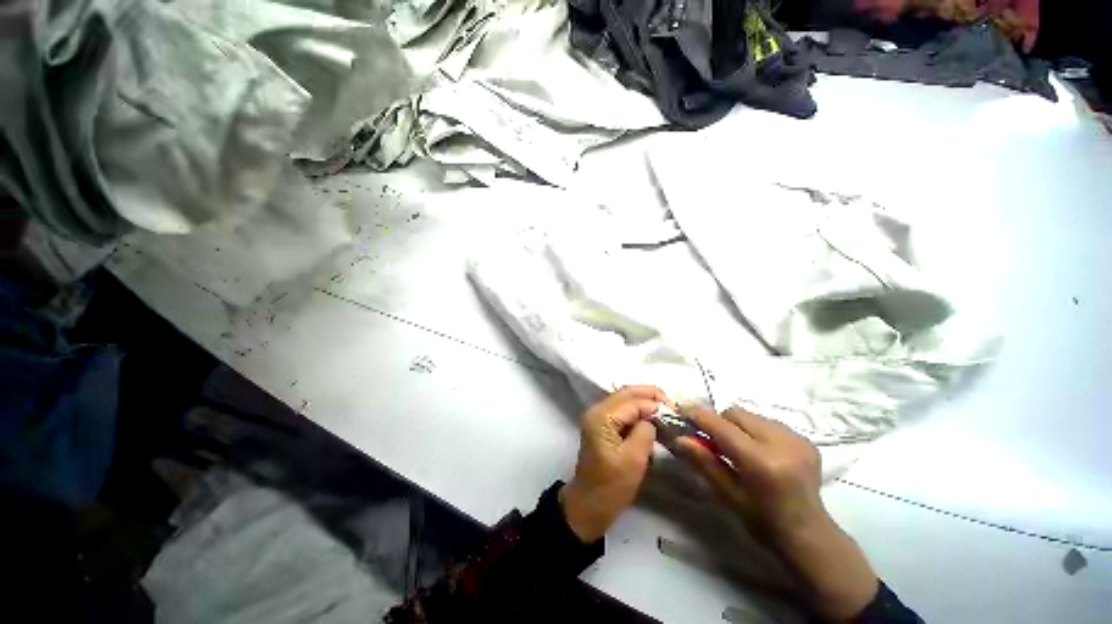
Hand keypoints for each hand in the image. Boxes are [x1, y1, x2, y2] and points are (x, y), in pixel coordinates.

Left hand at [560, 386, 670, 542]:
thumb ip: (645, 431)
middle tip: (673, 406)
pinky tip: (652, 418)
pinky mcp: (602, 426)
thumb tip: (653, 417)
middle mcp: (597, 410)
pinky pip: (623, 410)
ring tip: (666, 411)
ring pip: (625, 399)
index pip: (632, 401)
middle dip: (651, 395)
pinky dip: (638, 411)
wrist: (588, 506)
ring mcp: (598, 417)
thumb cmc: (611, 487)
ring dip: (645, 401)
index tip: (677, 413)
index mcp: (602, 417)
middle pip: (627, 393)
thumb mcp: (633, 460)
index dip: (655, 404)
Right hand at [676, 405, 878, 620]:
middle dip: (719, 422)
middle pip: (736, 413)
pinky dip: (755, 430)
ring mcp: (797, 439)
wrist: (808, 534)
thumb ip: (703, 461)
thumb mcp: (727, 494)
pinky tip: (759, 450)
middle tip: (712, 440)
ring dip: (737, 425)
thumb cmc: (762, 521)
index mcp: (761, 462)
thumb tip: (679, 437)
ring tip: (738, 448)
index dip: (698, 415)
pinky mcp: (805, 438)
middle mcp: (782, 443)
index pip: (721, 426)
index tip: (681, 411)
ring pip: (751, 415)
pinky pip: (767, 421)